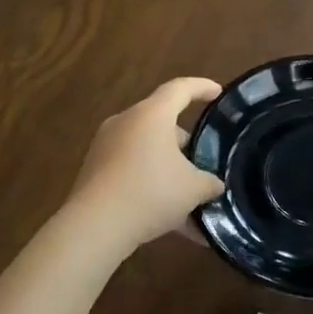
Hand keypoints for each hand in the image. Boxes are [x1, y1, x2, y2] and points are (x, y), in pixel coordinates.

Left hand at [68, 77, 225, 249]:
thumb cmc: (151, 192)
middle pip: (161, 122)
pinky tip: (170, 218)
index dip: (202, 87)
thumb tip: (214, 185)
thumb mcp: (194, 189)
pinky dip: (151, 185)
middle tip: (203, 161)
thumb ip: (210, 182)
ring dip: (168, 168)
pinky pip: (131, 171)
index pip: (180, 89)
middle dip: (185, 142)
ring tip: (189, 196)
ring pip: (146, 150)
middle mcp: (125, 123)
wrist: (95, 226)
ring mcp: (105, 147)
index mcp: (152, 115)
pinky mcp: (94, 171)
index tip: (218, 92)